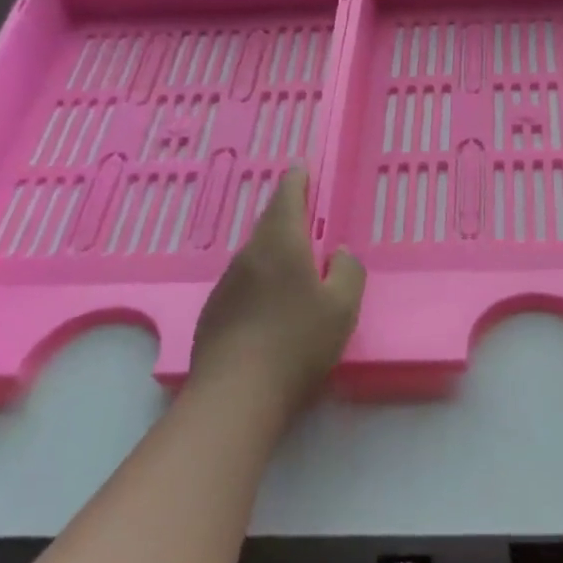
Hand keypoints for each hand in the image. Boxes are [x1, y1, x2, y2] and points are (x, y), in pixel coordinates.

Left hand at [190, 168, 364, 419]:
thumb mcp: (343, 306)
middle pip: (269, 224)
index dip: (297, 179)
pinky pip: (243, 284)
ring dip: (274, 253)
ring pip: (255, 256)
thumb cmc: (298, 342)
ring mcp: (226, 284)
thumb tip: (338, 254)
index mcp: (282, 243)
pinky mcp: (213, 312)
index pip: (287, 197)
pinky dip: (260, 282)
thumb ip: (348, 271)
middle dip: (287, 216)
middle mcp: (249, 255)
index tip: (302, 167)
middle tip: (307, 216)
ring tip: (295, 267)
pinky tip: (271, 308)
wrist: (236, 395)